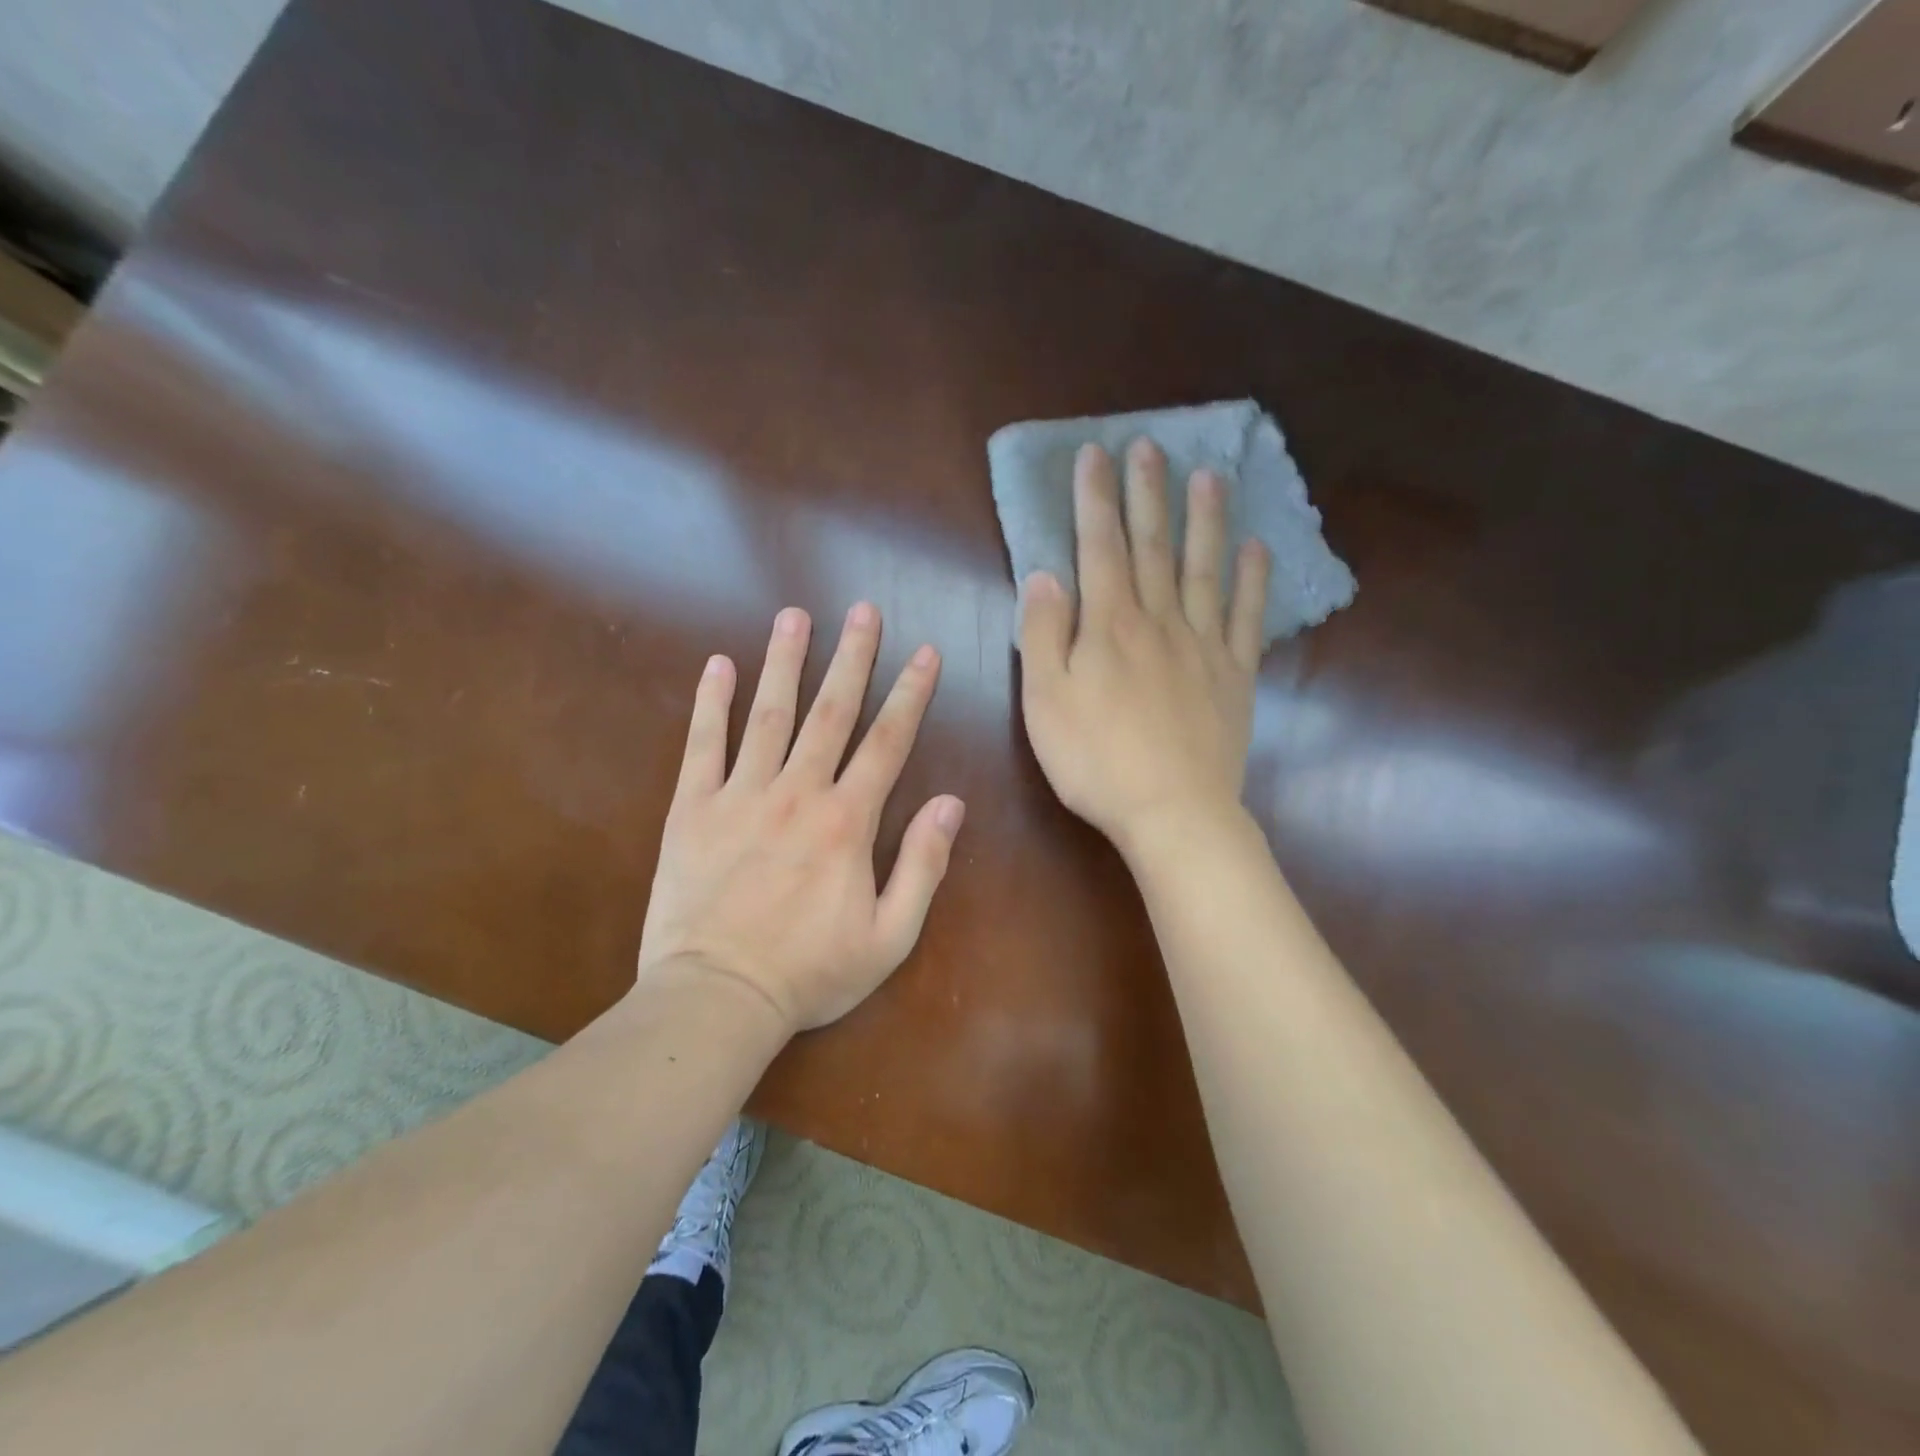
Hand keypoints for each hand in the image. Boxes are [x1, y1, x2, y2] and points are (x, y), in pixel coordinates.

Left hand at [635, 604, 965, 1032]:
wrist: (717, 998)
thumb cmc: (810, 973)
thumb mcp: (889, 937)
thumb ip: (923, 866)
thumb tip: (951, 803)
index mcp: (848, 821)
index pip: (888, 742)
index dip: (911, 694)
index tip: (925, 652)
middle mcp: (797, 793)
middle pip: (831, 712)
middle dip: (853, 656)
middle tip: (863, 609)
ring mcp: (740, 795)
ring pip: (769, 714)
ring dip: (785, 661)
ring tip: (795, 615)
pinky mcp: (691, 809)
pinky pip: (702, 745)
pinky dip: (711, 703)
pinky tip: (718, 665)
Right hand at [1019, 439, 1269, 855]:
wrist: (1172, 811)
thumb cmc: (1096, 760)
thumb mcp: (1045, 701)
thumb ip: (1043, 633)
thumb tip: (1045, 574)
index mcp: (1109, 625)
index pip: (1099, 547)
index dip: (1095, 499)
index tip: (1095, 454)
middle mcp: (1160, 621)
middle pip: (1153, 546)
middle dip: (1148, 494)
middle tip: (1150, 446)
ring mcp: (1204, 646)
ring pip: (1205, 569)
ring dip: (1205, 520)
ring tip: (1209, 476)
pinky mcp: (1236, 676)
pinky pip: (1246, 618)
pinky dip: (1253, 581)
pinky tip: (1257, 549)